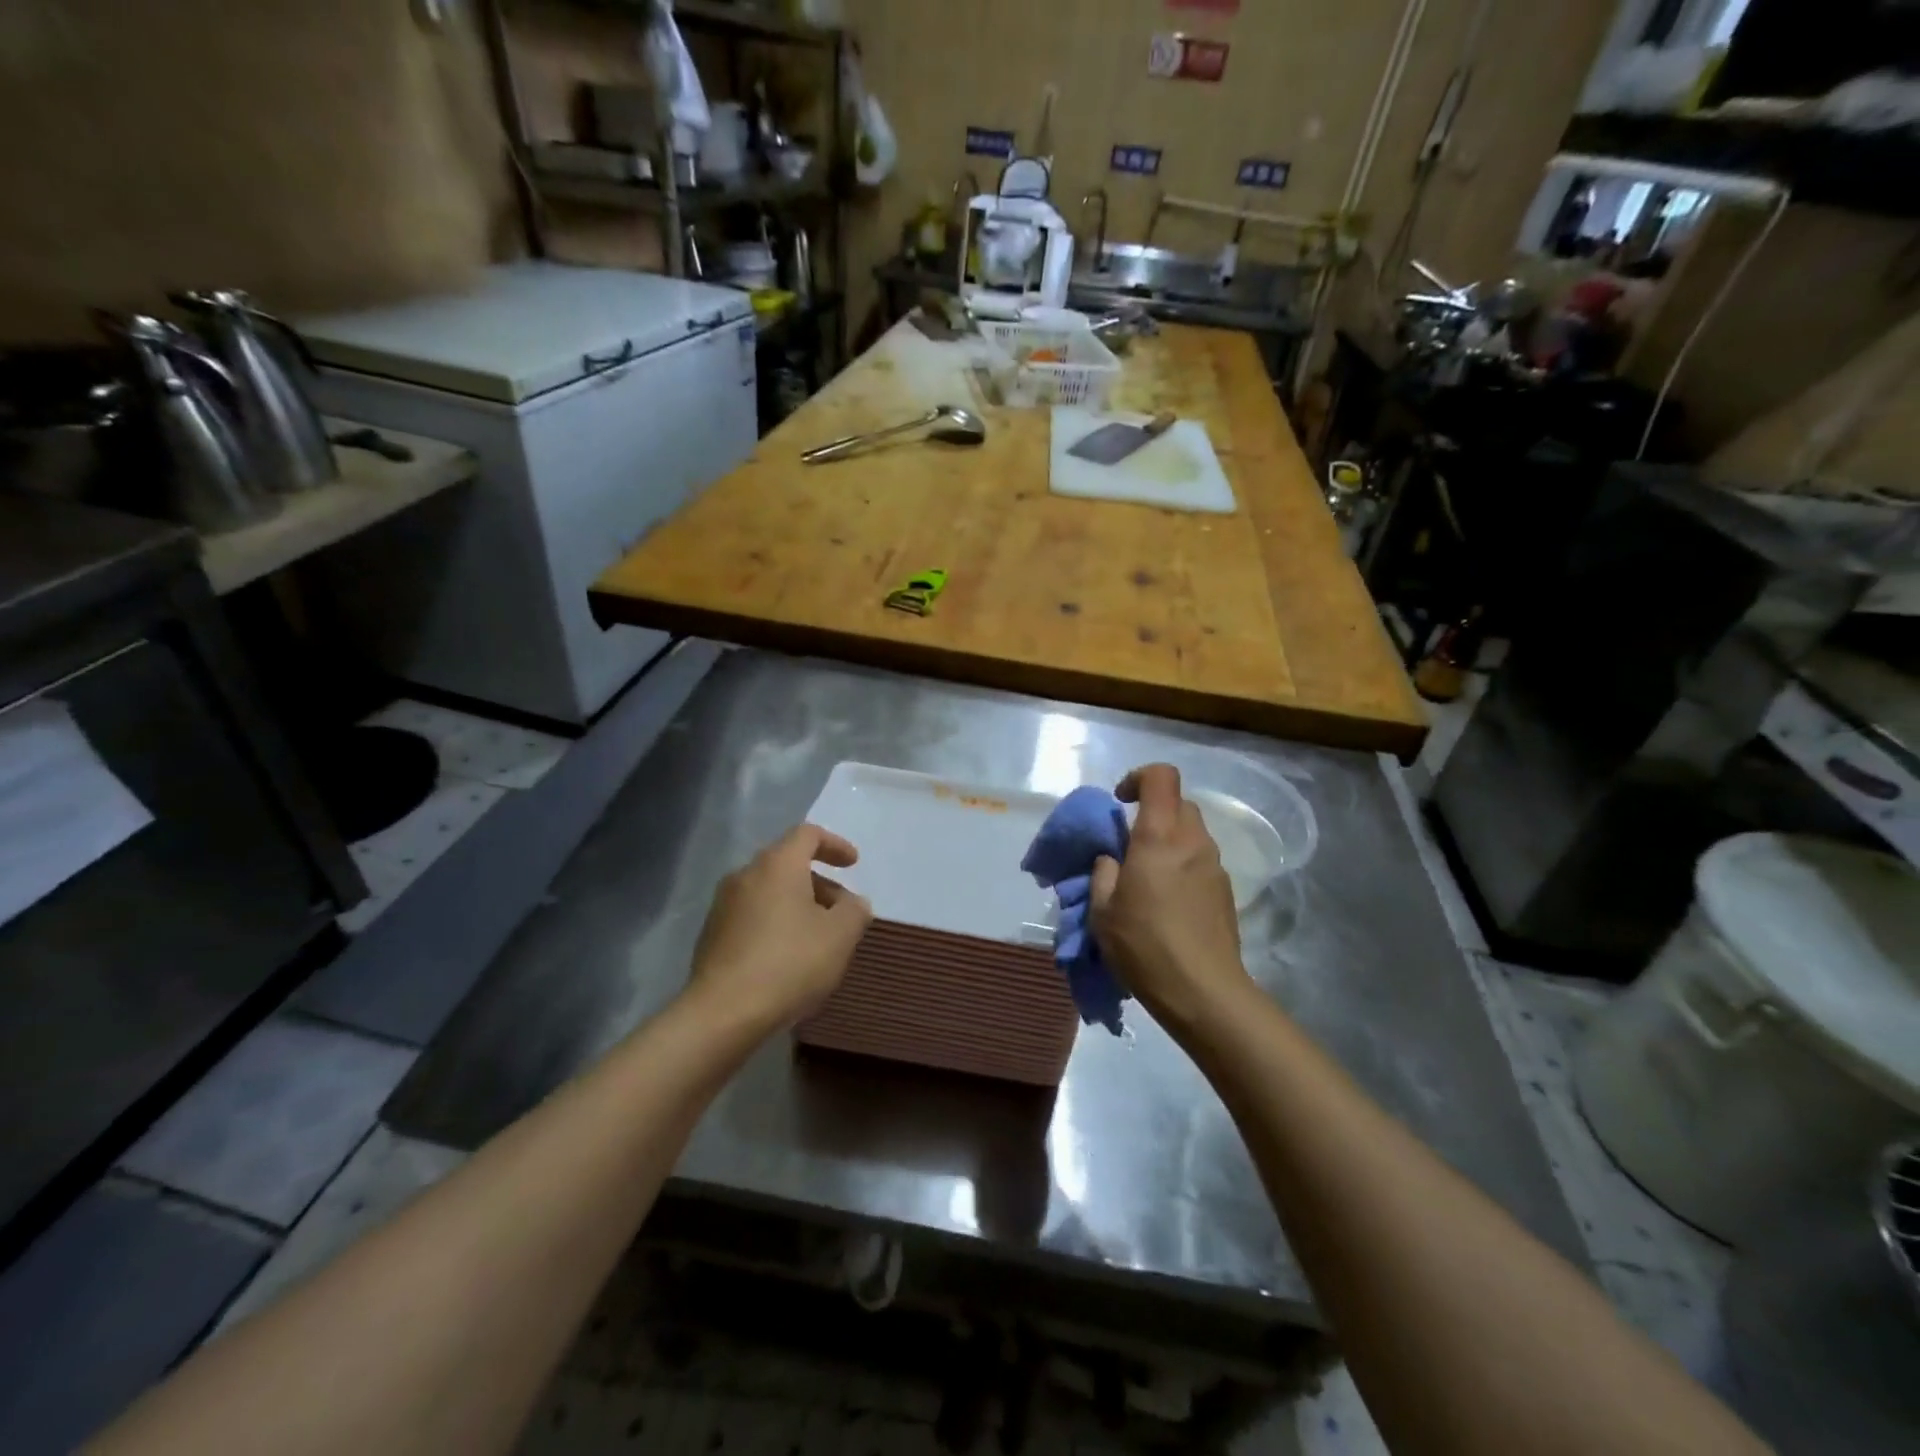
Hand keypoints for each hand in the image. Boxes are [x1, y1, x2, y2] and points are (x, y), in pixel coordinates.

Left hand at [688, 825, 872, 1030]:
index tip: (853, 864)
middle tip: (841, 909)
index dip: (835, 844)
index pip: (807, 834)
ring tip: (817, 936)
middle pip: (787, 863)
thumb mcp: (840, 935)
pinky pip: (752, 915)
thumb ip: (854, 910)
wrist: (723, 1012)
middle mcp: (745, 874)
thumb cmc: (790, 963)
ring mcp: (723, 905)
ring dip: (796, 904)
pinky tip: (787, 956)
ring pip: (768, 891)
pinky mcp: (711, 934)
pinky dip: (775, 922)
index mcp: (777, 864)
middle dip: (819, 881)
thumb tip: (852, 903)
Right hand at [1090, 764, 1248, 1035]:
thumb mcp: (1102, 911)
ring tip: (1146, 879)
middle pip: (1179, 803)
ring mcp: (1215, 866)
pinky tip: (1167, 903)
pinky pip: (1200, 861)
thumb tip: (1112, 859)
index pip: (1161, 777)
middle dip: (1152, 812)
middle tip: (1130, 845)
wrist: (1204, 992)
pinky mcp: (1226, 891)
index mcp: (1159, 837)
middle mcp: (1193, 842)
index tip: (1119, 802)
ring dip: (1168, 841)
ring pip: (1191, 833)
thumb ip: (1103, 874)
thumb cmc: (1145, 946)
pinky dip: (1182, 865)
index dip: (1138, 777)